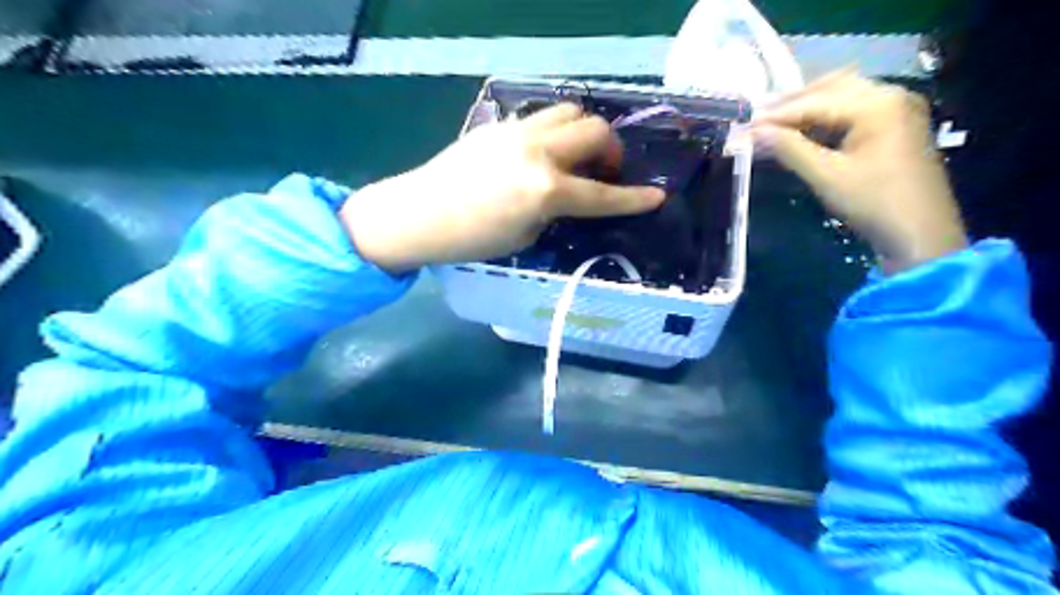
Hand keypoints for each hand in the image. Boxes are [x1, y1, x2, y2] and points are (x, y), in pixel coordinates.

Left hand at [345, 103, 663, 274]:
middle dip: (613, 151)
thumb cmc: (472, 240)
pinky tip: (545, 153)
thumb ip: (554, 209)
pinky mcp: (501, 125)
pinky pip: (543, 117)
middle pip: (596, 131)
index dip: (634, 199)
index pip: (603, 195)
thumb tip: (567, 193)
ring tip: (578, 156)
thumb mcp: (526, 236)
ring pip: (571, 112)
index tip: (657, 197)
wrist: (420, 214)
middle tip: (606, 172)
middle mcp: (538, 153)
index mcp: (546, 191)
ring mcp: (519, 132)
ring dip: (586, 133)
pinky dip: (557, 131)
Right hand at [748, 70, 965, 271]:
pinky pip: (855, 110)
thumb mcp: (826, 176)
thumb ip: (789, 149)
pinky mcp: (896, 125)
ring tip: (776, 125)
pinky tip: (805, 131)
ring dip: (808, 107)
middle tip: (758, 120)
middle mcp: (890, 95)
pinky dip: (826, 117)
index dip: (776, 116)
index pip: (815, 102)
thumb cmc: (873, 203)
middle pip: (831, 87)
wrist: (920, 234)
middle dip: (792, 103)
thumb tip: (754, 133)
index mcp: (876, 104)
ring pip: (843, 96)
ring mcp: (897, 109)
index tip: (744, 126)